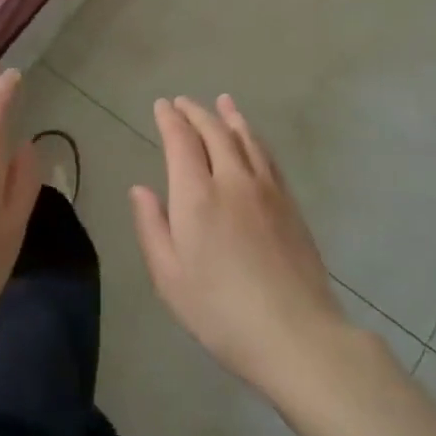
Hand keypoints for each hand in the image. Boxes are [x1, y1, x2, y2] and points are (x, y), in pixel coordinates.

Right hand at [130, 95, 348, 396]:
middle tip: (183, 102)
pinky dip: (254, 138)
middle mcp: (232, 180)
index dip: (170, 120)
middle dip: (196, 112)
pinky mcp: (290, 203)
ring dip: (230, 117)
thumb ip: (152, 227)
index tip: (161, 106)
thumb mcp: (169, 277)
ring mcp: (266, 189)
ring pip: (246, 139)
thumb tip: (140, 188)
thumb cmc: (220, 311)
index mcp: (197, 196)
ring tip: (222, 102)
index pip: (181, 142)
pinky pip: (267, 156)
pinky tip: (252, 139)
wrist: (295, 332)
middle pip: (215, 132)